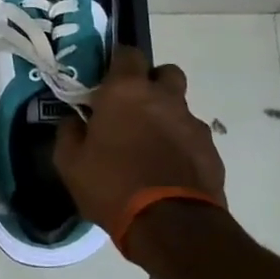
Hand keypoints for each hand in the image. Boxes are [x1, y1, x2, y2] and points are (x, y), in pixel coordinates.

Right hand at [53, 46, 226, 233]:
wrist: (170, 225)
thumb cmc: (112, 185)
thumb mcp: (70, 163)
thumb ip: (69, 132)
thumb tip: (74, 120)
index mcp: (126, 91)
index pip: (128, 53)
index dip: (118, 63)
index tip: (107, 81)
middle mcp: (164, 97)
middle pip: (165, 72)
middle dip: (151, 83)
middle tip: (133, 108)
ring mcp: (192, 123)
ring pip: (180, 107)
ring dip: (166, 117)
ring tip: (151, 147)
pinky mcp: (211, 150)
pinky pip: (193, 137)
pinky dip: (181, 146)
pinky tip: (168, 171)